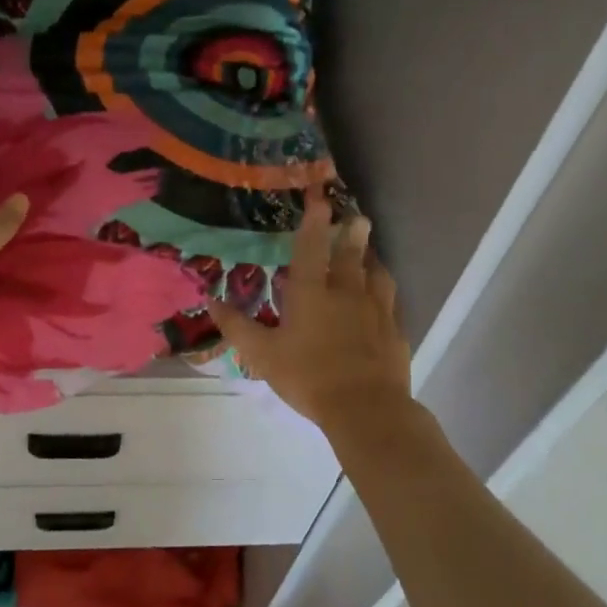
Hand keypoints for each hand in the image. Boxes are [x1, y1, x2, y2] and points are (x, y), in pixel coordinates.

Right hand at [209, 186, 411, 432]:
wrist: (365, 408)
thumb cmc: (308, 377)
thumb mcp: (262, 354)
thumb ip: (237, 326)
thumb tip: (211, 300)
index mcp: (312, 294)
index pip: (312, 248)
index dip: (314, 221)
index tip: (320, 197)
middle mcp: (347, 293)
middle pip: (351, 254)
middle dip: (352, 233)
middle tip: (357, 217)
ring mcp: (376, 310)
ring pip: (377, 274)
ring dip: (372, 258)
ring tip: (371, 252)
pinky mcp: (394, 330)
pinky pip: (391, 301)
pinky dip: (385, 291)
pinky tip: (383, 297)